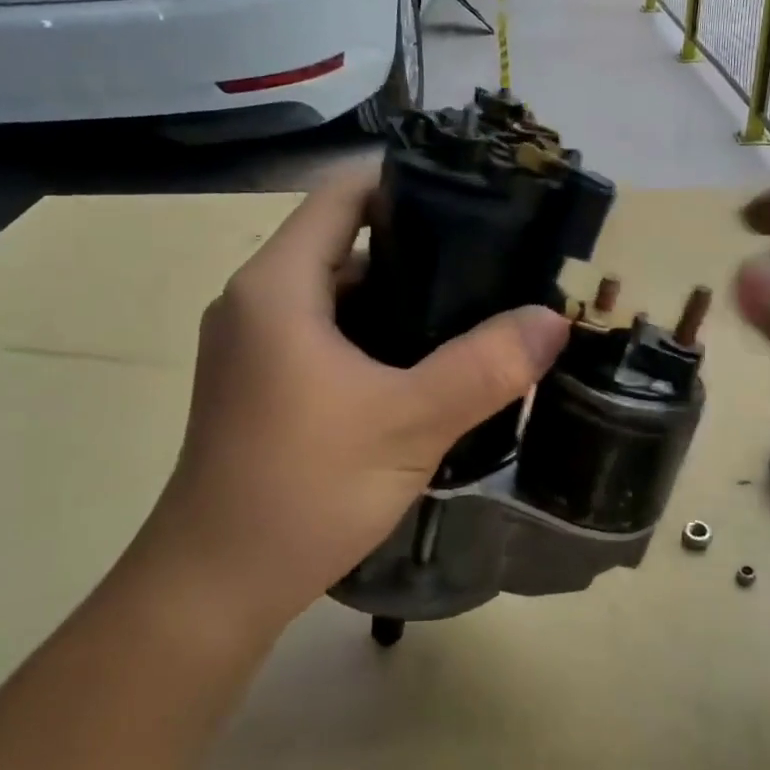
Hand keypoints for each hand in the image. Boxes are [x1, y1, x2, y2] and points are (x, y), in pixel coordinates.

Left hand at [131, 161, 570, 637]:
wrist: (215, 587)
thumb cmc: (303, 490)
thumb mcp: (409, 424)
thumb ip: (485, 367)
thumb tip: (553, 320)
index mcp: (279, 285)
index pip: (343, 193)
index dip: (407, 182)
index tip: (475, 199)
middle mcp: (259, 300)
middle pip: (346, 241)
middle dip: (420, 246)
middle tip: (494, 262)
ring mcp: (256, 344)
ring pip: (341, 295)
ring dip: (403, 298)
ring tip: (476, 309)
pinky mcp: (264, 383)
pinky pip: (329, 334)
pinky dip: (378, 336)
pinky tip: (431, 363)